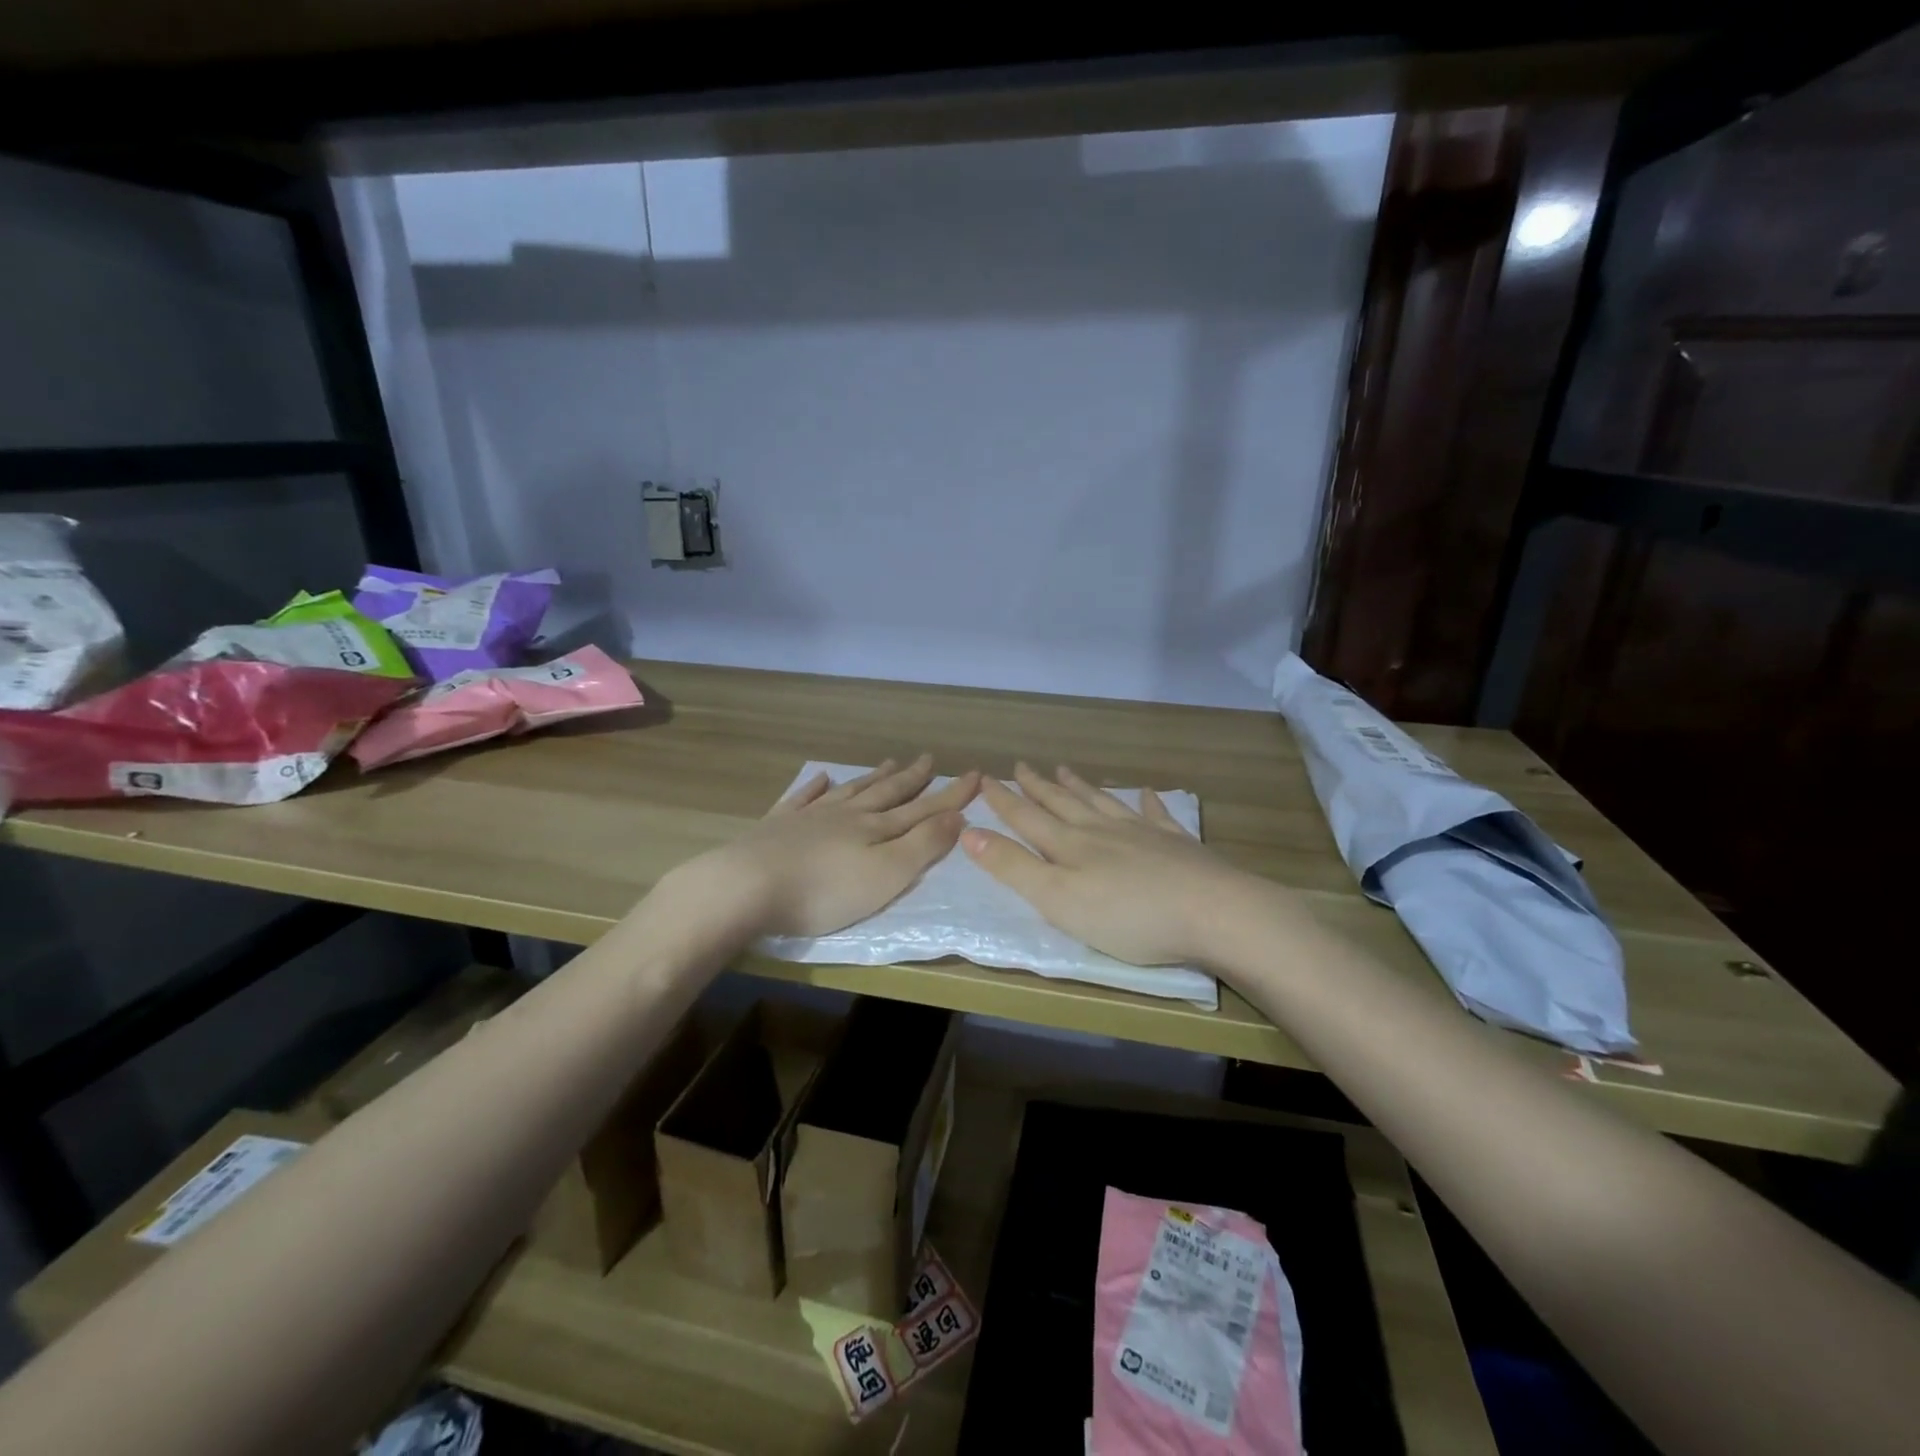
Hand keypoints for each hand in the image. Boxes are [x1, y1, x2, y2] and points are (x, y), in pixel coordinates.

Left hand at [717, 755, 979, 938]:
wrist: (748, 886)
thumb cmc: (825, 891)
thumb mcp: (887, 875)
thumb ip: (923, 845)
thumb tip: (958, 816)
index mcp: (876, 829)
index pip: (923, 809)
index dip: (951, 794)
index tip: (975, 774)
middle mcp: (847, 815)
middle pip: (886, 793)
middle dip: (912, 778)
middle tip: (929, 758)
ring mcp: (810, 818)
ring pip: (850, 791)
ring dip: (872, 778)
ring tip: (889, 763)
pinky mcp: (777, 826)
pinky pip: (802, 799)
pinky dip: (815, 788)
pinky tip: (821, 778)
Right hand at [961, 763, 1255, 966]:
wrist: (1212, 912)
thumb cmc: (1127, 916)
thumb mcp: (1057, 899)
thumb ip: (1013, 867)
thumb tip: (969, 832)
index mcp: (1070, 847)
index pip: (1027, 819)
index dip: (1004, 801)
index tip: (984, 779)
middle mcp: (1102, 831)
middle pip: (1063, 804)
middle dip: (1038, 787)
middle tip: (1022, 765)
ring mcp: (1142, 834)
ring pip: (1103, 803)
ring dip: (1081, 788)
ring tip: (1065, 770)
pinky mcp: (1177, 846)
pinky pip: (1156, 816)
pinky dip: (1149, 803)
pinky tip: (1148, 793)